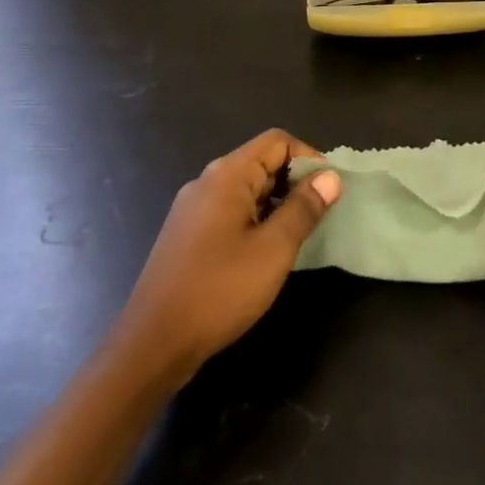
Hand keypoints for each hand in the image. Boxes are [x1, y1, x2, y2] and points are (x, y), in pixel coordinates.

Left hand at [115, 129, 340, 384]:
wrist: (153, 343)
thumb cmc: (219, 290)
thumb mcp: (273, 250)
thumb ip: (303, 208)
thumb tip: (330, 176)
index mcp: (227, 175)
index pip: (276, 141)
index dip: (309, 158)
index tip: (330, 190)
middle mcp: (207, 181)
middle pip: (261, 161)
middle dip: (295, 181)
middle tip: (320, 215)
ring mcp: (193, 208)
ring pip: (246, 189)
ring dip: (277, 203)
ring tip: (299, 235)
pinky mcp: (187, 233)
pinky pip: (230, 210)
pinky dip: (255, 219)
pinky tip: (266, 252)